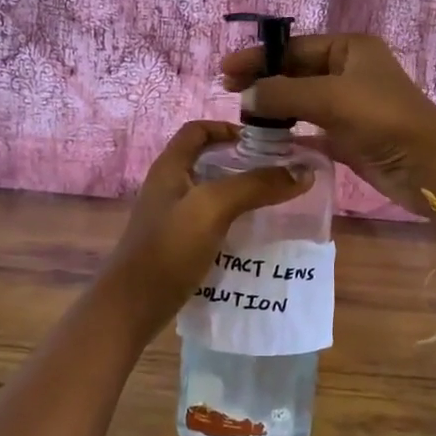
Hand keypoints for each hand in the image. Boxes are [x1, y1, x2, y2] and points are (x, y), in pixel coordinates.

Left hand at [101, 121, 312, 331]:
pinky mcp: (177, 244)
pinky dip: (234, 221)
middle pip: (208, 160)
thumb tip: (303, 171)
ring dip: (241, 193)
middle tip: (278, 172)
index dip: (229, 128)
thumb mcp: (213, 208)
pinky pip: (211, 222)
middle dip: (243, 162)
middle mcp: (168, 186)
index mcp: (170, 167)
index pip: (199, 130)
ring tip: (275, 202)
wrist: (132, 307)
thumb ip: (255, 185)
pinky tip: (255, 234)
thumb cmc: (168, 248)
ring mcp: (171, 217)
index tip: (264, 142)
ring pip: (211, 193)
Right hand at [220, 34, 435, 214]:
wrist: (429, 168)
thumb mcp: (331, 99)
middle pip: (295, 71)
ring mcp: (349, 104)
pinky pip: (310, 128)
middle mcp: (349, 71)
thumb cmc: (383, 120)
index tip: (225, 70)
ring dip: (274, 107)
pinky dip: (290, 131)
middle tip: (226, 91)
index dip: (259, 57)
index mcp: (350, 49)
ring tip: (240, 116)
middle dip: (263, 80)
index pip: (294, 47)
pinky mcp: (348, 135)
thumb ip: (284, 94)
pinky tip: (265, 138)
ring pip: (301, 100)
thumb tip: (244, 95)